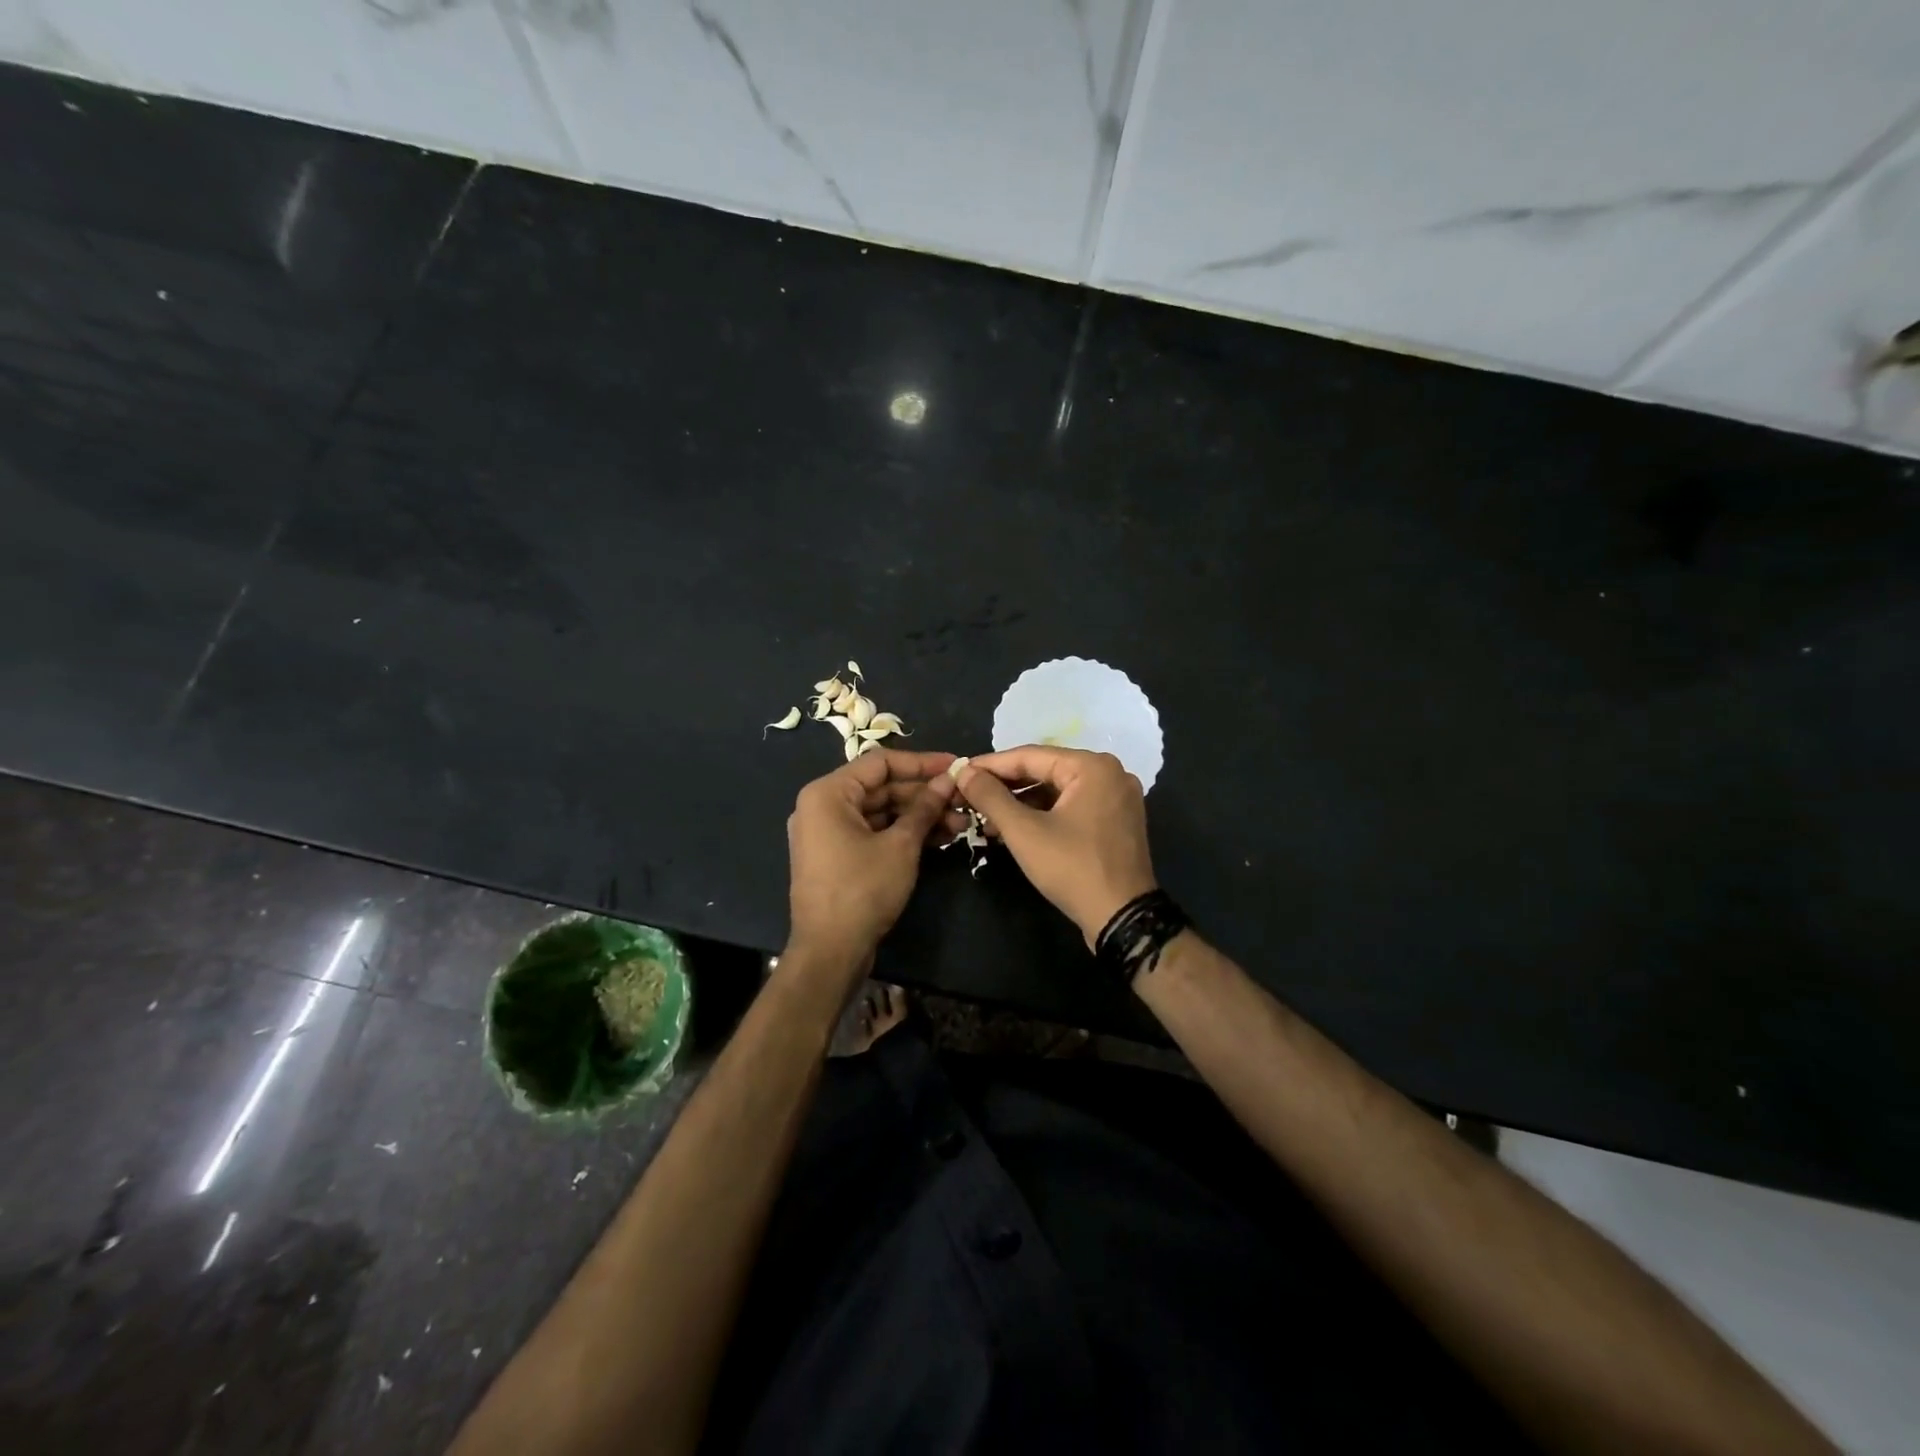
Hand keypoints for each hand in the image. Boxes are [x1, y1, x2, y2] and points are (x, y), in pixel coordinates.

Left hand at [786, 749, 958, 970]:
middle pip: (882, 788)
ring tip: (961, 824)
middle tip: (963, 801)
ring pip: (881, 813)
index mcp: (828, 793)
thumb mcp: (900, 845)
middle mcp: (823, 806)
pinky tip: (940, 838)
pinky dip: (903, 834)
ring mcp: (829, 833)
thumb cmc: (862, 889)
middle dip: (925, 795)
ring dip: (919, 816)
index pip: (881, 763)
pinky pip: (874, 833)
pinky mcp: (839, 857)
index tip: (956, 766)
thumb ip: (924, 808)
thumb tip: (948, 780)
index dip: (922, 762)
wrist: (830, 951)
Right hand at [955, 746, 1156, 945]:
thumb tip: (964, 773)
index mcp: (1093, 766)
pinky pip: (1073, 806)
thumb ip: (991, 797)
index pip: (1030, 756)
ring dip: (1023, 803)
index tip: (960, 772)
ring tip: (986, 817)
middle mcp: (1110, 773)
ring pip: (1058, 790)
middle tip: (970, 795)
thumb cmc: (1073, 868)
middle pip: (1046, 771)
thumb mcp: (1024, 832)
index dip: (991, 765)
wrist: (1122, 918)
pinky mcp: (1117, 821)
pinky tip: (1016, 828)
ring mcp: (1118, 798)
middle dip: (1006, 786)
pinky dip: (1045, 814)